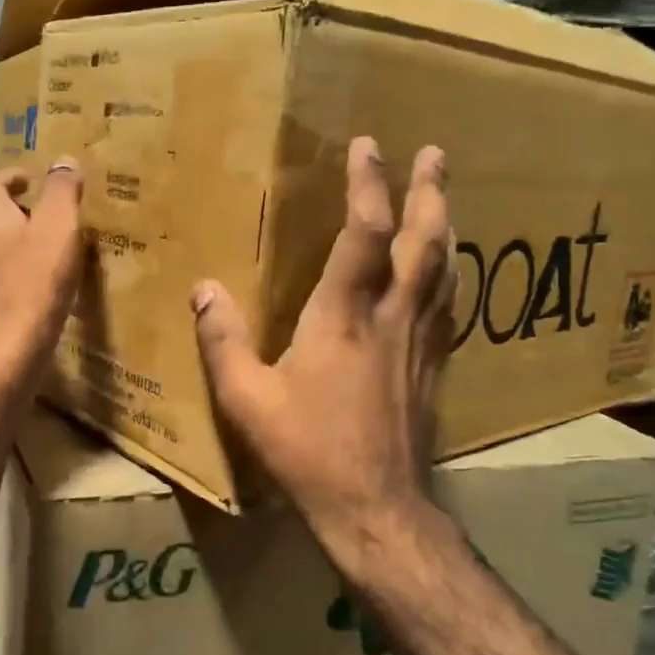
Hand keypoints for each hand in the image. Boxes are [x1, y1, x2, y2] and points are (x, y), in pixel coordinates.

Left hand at [0, 158, 85, 382]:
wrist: (13, 342)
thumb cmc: (36, 278)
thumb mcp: (58, 225)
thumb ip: (61, 190)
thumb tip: (64, 160)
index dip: (10, 177)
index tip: (33, 180)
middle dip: (3, 208)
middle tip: (33, 211)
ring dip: (6, 241)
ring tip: (38, 245)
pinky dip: (11, 270)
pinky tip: (35, 281)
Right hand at [192, 137, 457, 574]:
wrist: (376, 508)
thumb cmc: (308, 452)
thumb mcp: (247, 400)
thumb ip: (223, 342)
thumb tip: (203, 289)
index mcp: (343, 318)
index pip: (364, 234)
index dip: (368, 185)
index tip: (368, 145)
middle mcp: (391, 318)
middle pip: (424, 242)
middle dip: (429, 191)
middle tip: (435, 152)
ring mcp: (420, 343)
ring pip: (445, 270)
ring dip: (446, 224)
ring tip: (445, 195)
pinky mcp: (434, 368)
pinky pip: (449, 306)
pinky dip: (451, 274)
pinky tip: (450, 270)